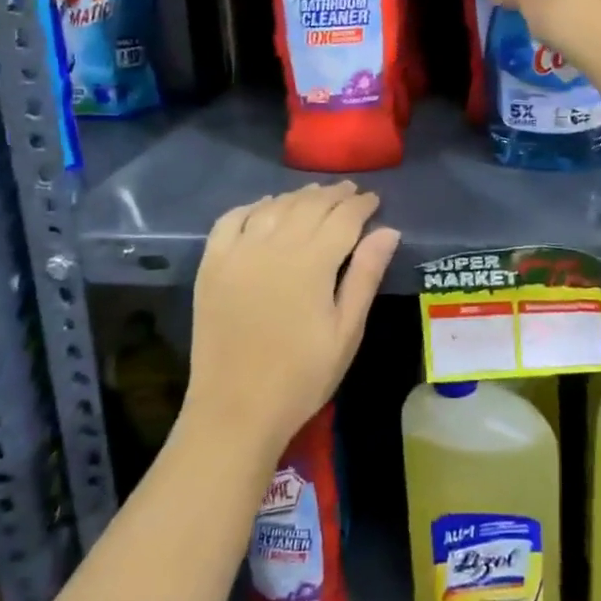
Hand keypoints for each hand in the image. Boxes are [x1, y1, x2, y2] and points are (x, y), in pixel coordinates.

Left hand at [183, 182, 400, 454]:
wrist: (236, 410)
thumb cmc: (302, 376)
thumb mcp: (346, 331)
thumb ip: (366, 275)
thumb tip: (388, 230)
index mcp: (312, 263)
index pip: (343, 217)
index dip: (362, 204)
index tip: (374, 199)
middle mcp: (274, 246)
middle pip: (309, 204)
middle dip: (333, 194)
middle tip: (350, 191)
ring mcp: (238, 252)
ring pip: (273, 207)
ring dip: (297, 196)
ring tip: (314, 194)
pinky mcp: (212, 265)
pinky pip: (231, 219)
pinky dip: (252, 206)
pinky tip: (264, 207)